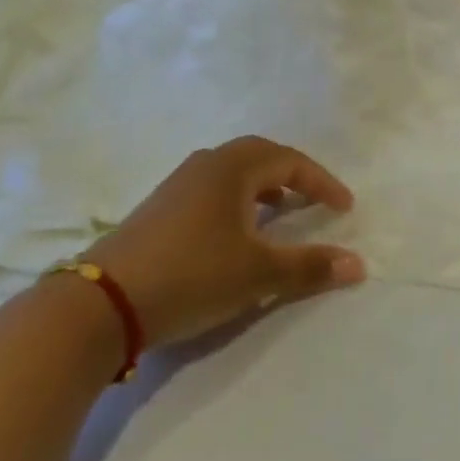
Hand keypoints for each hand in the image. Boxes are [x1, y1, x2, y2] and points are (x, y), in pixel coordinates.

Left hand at [84, 137, 363, 346]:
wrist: (100, 303)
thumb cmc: (192, 275)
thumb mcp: (258, 274)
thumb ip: (310, 266)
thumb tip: (359, 265)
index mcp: (234, 167)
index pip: (291, 162)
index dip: (322, 183)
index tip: (344, 207)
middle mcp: (206, 164)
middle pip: (260, 157)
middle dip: (292, 177)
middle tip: (312, 201)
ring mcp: (177, 185)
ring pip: (232, 173)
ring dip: (262, 189)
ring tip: (278, 215)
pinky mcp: (158, 209)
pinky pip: (211, 190)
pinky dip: (236, 202)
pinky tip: (234, 234)